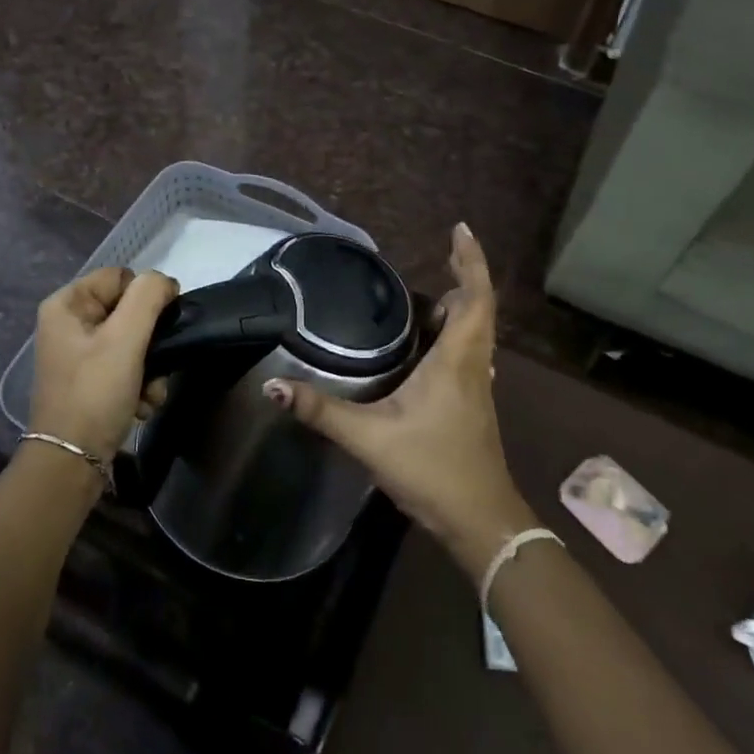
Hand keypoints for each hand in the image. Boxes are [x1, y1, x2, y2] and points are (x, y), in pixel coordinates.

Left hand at [29, 267, 180, 463]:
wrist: (71, 464)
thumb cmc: (95, 393)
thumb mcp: (125, 338)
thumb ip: (149, 297)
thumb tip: (165, 282)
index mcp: (67, 304)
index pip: (122, 277)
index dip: (147, 297)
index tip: (162, 324)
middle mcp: (70, 324)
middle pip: (130, 311)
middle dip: (151, 342)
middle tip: (157, 366)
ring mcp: (79, 355)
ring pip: (134, 342)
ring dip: (151, 368)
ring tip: (149, 393)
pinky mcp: (91, 381)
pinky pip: (127, 368)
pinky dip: (140, 386)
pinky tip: (142, 407)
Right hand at [264, 224, 533, 578]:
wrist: (480, 523)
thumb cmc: (432, 470)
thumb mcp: (369, 438)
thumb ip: (321, 412)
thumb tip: (273, 388)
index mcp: (455, 361)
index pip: (475, 298)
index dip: (471, 261)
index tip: (461, 230)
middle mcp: (472, 366)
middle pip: (479, 308)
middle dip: (464, 275)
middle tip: (442, 253)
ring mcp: (477, 386)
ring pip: (476, 332)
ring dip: (460, 306)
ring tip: (427, 295)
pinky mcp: (472, 404)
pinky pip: (468, 352)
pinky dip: (455, 333)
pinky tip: (426, 345)